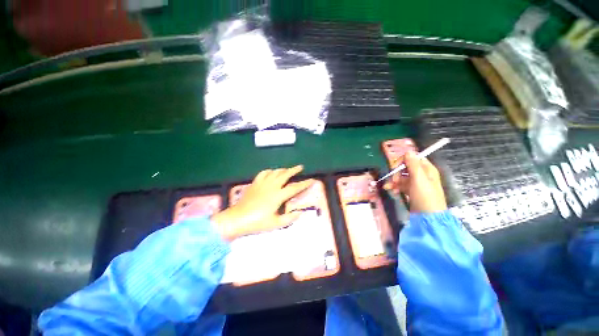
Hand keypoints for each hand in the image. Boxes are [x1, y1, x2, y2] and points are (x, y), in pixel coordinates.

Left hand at [212, 166, 314, 241]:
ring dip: (283, 169)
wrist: (237, 219)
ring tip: (288, 169)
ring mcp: (262, 183)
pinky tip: (271, 172)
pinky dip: (269, 171)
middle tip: (300, 167)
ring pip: (275, 172)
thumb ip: (290, 218)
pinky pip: (263, 173)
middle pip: (285, 174)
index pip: (294, 188)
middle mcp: (271, 186)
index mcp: (278, 195)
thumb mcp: (275, 224)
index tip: (311, 180)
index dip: (304, 183)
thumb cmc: (257, 223)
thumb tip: (300, 212)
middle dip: (294, 170)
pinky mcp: (255, 183)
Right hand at [384, 151, 446, 212]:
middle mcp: (422, 175)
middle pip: (406, 168)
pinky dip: (395, 187)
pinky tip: (391, 190)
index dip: (403, 161)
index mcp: (427, 169)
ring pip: (402, 177)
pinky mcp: (412, 191)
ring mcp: (417, 184)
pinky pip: (401, 185)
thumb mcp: (419, 179)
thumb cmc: (425, 197)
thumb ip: (413, 165)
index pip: (414, 158)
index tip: (395, 167)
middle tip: (393, 180)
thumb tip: (408, 151)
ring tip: (389, 187)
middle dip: (397, 172)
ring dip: (394, 180)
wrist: (428, 218)